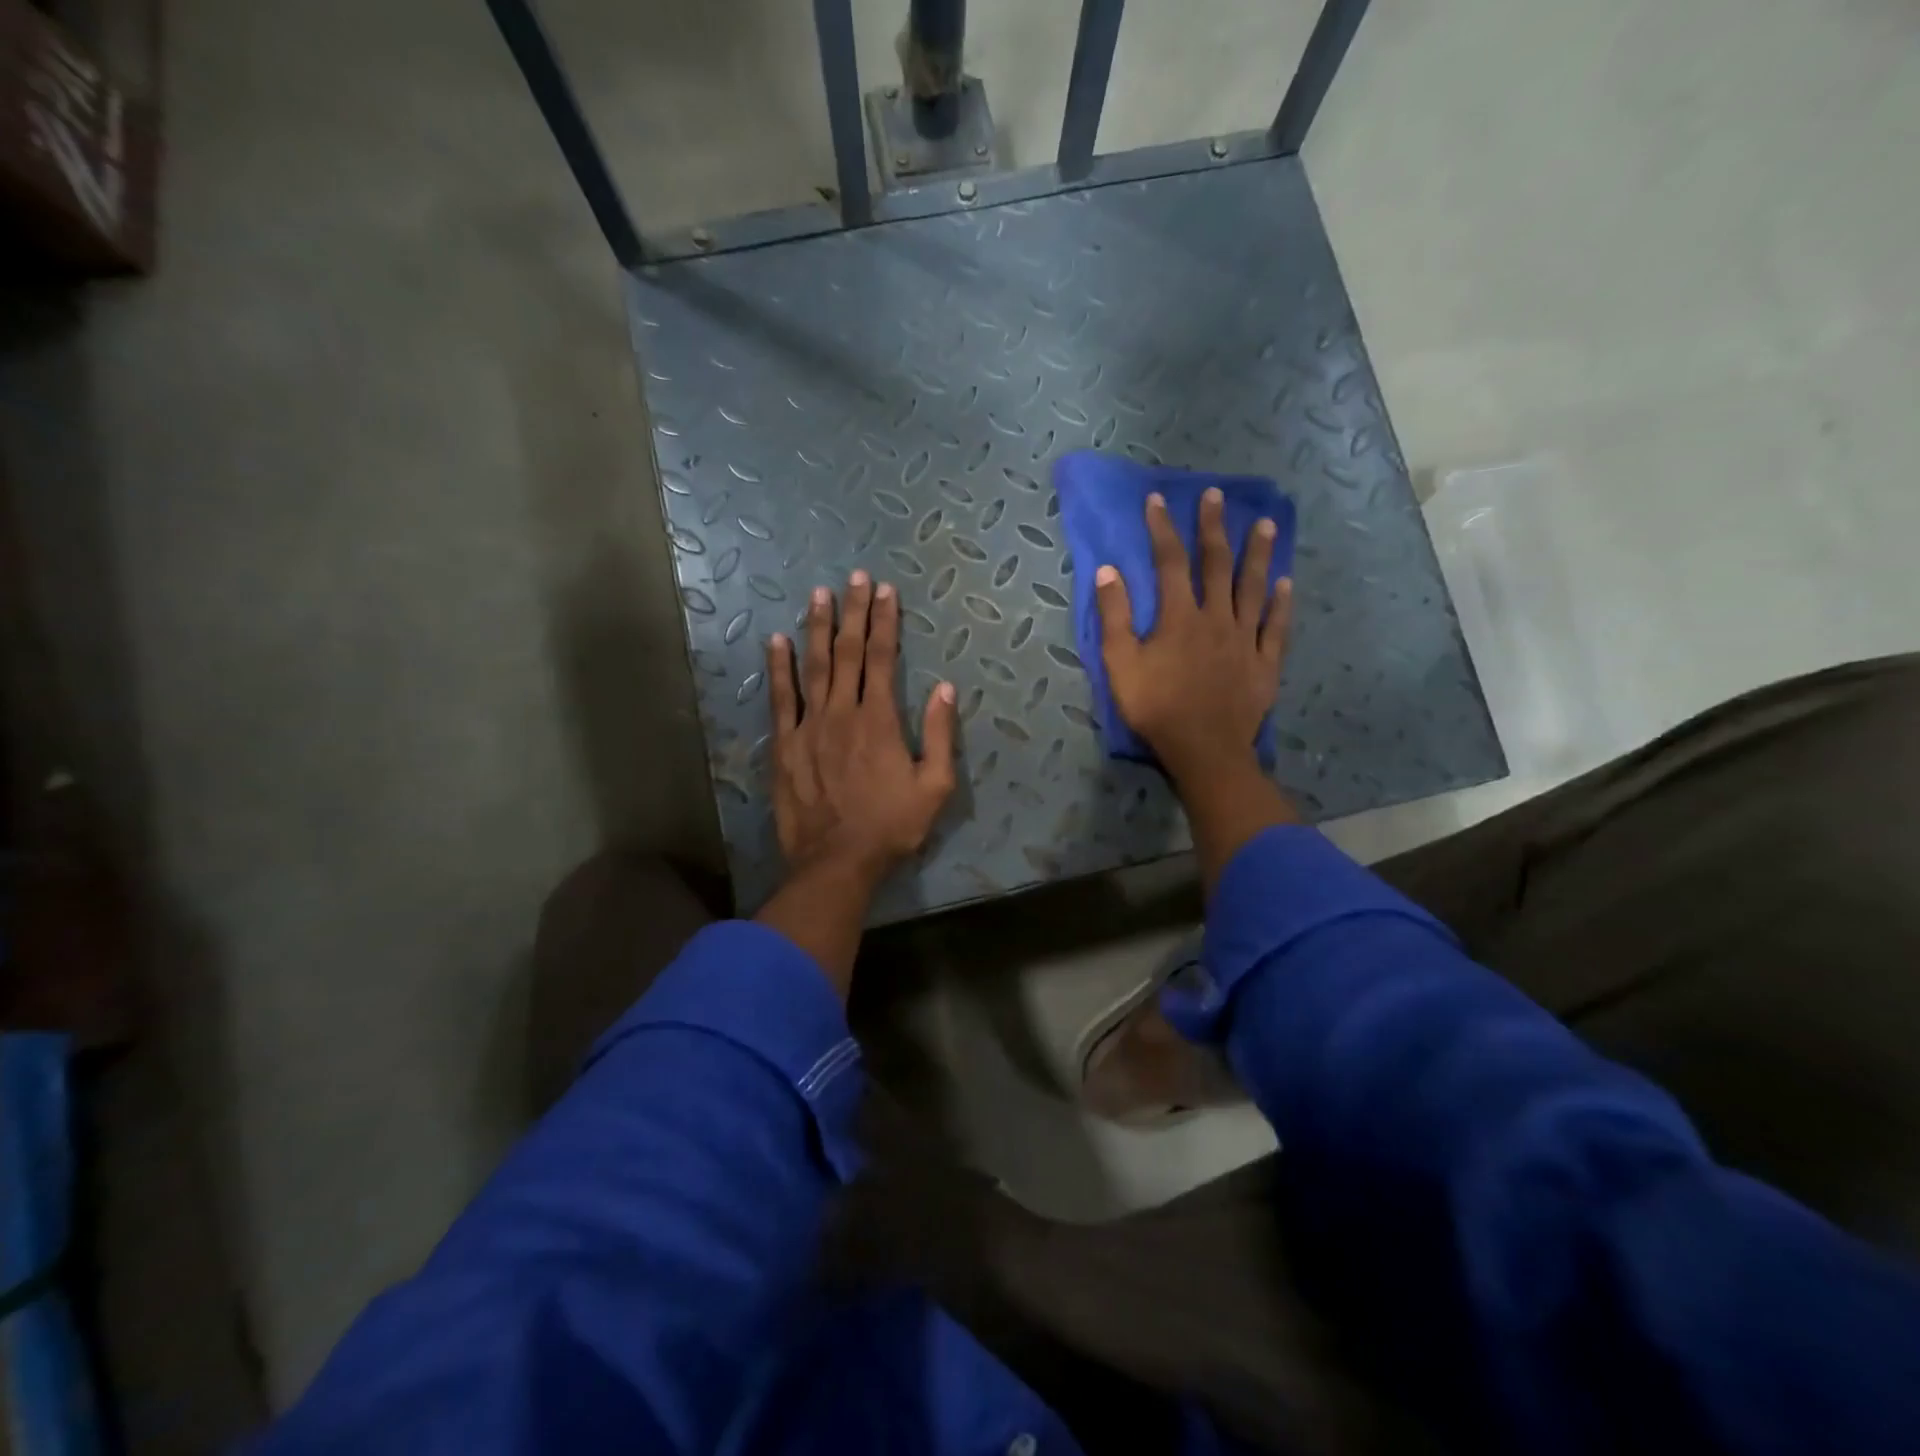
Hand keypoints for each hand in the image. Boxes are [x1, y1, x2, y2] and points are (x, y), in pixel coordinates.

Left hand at [755, 572, 956, 994]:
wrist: (837, 862)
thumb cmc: (892, 827)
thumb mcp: (935, 787)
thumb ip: (940, 735)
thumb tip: (945, 688)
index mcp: (880, 720)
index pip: (881, 658)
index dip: (884, 622)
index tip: (886, 591)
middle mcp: (842, 712)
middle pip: (847, 652)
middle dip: (853, 612)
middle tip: (855, 578)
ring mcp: (809, 727)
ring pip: (813, 666)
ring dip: (817, 628)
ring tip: (818, 595)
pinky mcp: (786, 745)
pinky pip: (780, 699)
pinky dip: (778, 668)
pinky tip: (777, 641)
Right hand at [1095, 488, 1291, 781]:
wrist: (1204, 749)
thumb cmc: (1156, 708)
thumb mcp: (1120, 664)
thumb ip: (1114, 617)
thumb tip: (1107, 571)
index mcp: (1179, 617)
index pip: (1169, 563)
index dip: (1162, 529)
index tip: (1158, 500)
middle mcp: (1216, 618)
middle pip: (1216, 564)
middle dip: (1214, 527)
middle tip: (1217, 496)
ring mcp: (1245, 639)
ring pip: (1253, 588)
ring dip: (1259, 554)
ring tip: (1267, 525)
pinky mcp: (1264, 662)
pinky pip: (1276, 627)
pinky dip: (1282, 603)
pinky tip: (1287, 583)